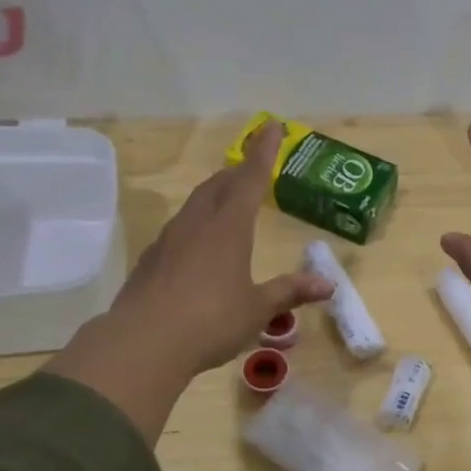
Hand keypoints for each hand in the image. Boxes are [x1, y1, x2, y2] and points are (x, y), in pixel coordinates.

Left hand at [45, 120, 332, 441]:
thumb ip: (290, 292)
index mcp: (229, 228)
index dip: (264, 152)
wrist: (142, 343)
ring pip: (194, 206)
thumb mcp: (258, 309)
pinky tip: (196, 246)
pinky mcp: (150, 261)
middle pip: (218, 186)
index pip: (250, 179)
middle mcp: (197, 224)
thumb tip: (328, 285)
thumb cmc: (211, 320)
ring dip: (213, 197)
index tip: (272, 126)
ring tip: (224, 203)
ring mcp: (168, 241)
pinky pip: (178, 231)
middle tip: (249, 170)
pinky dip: (194, 226)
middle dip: (236, 173)